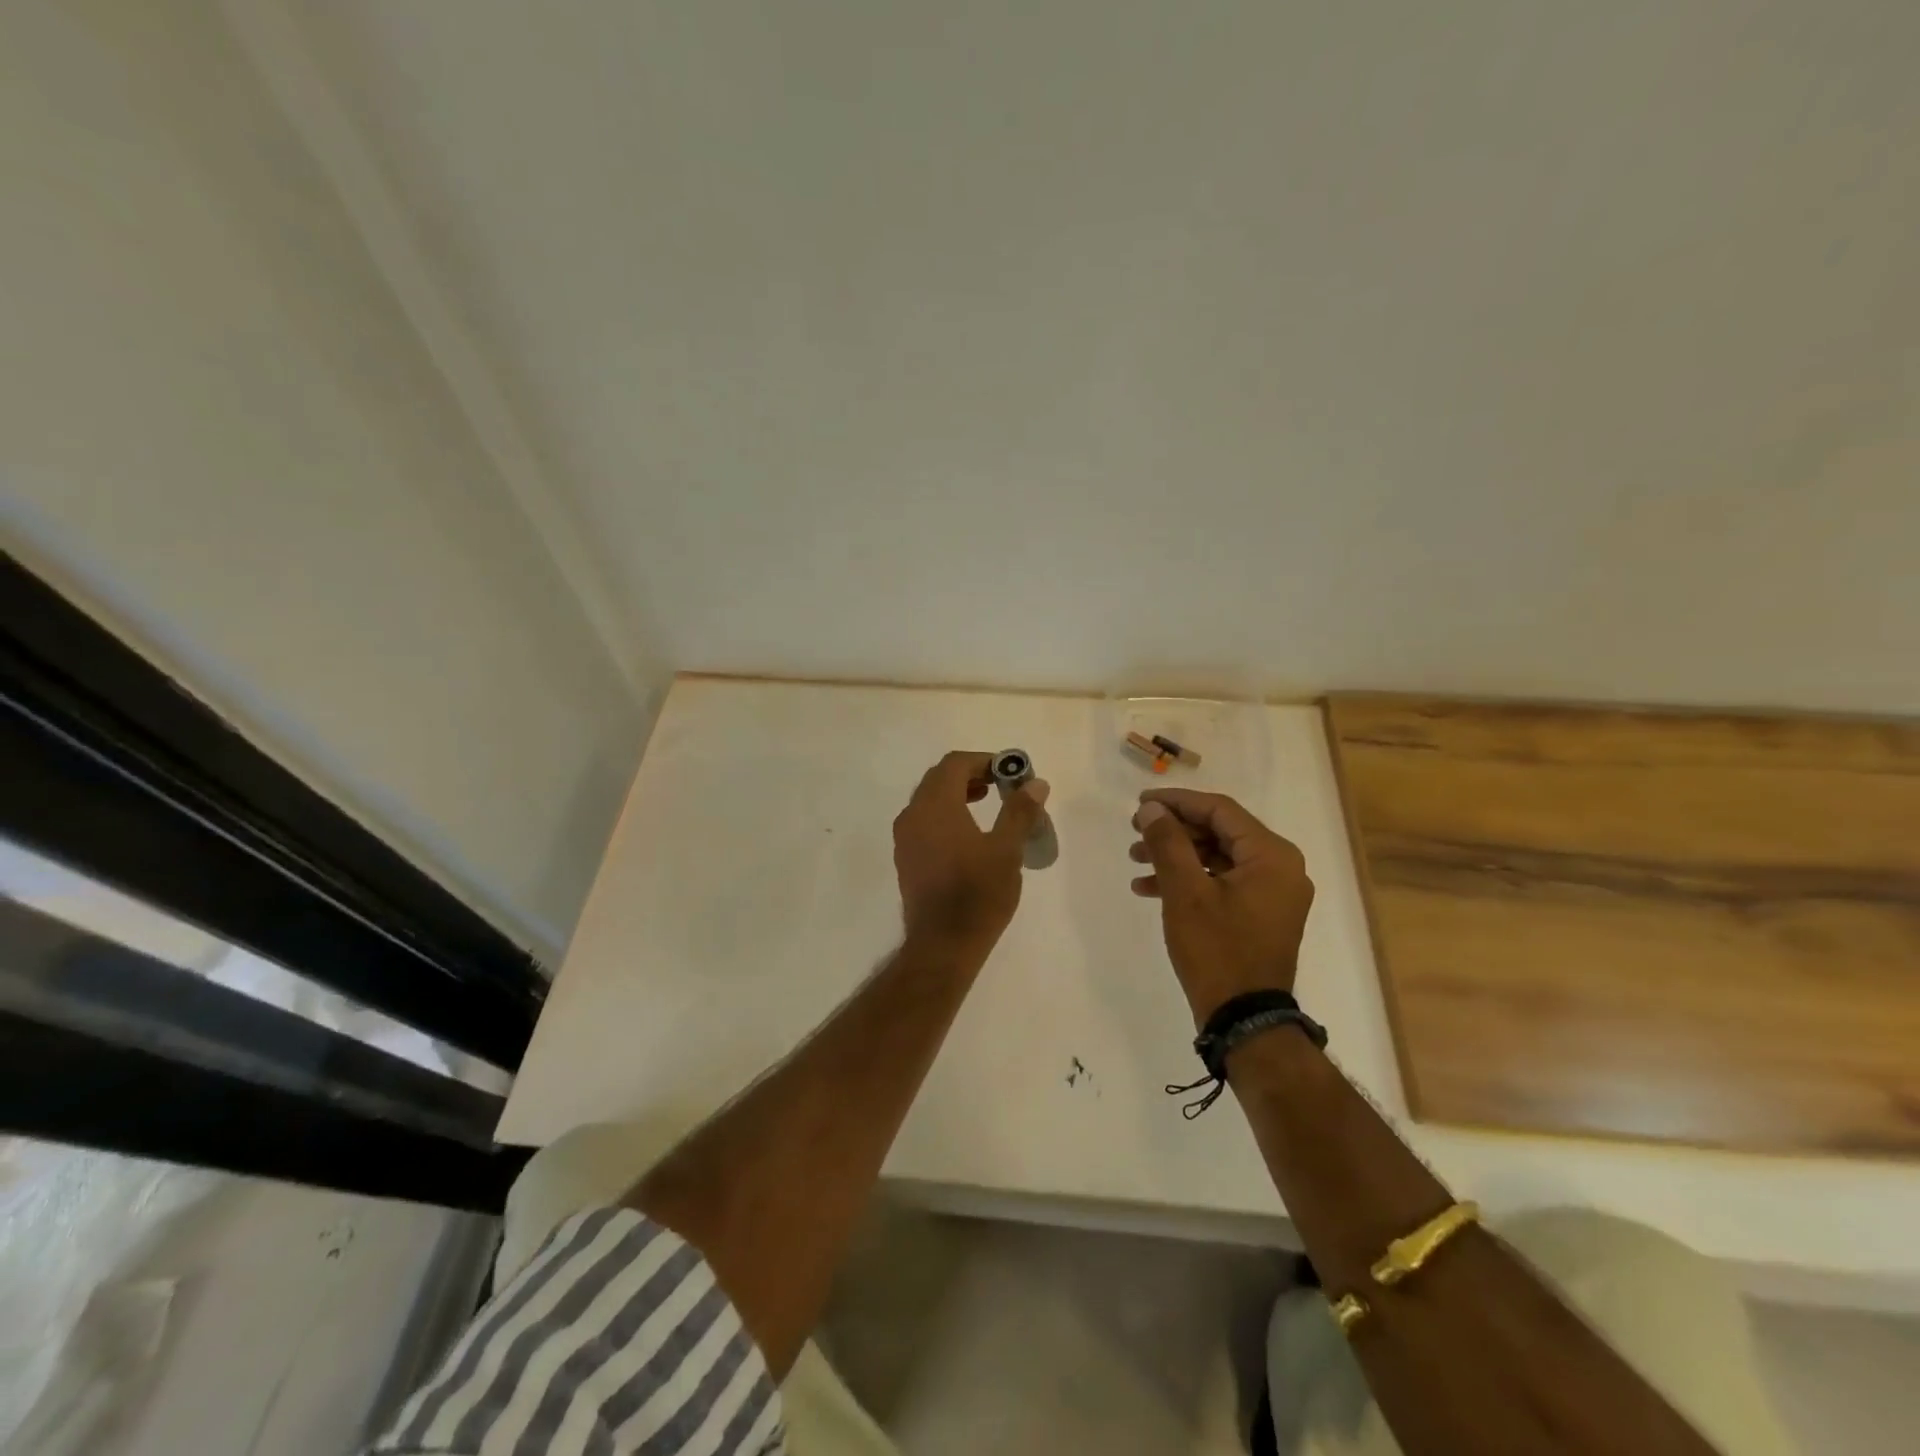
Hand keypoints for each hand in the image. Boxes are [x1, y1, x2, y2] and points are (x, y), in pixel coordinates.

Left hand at [894, 751, 1049, 952]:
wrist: (943, 945)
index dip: (983, 760)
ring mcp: (905, 838)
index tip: (1009, 771)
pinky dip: (945, 814)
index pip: (955, 764)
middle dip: (970, 775)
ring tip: (987, 803)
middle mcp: (913, 815)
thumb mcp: (1007, 850)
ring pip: (928, 800)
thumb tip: (1036, 783)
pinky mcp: (906, 858)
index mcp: (935, 806)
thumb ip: (1020, 811)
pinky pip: (923, 821)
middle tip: (1000, 784)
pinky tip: (968, 834)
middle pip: (938, 778)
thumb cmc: (978, 894)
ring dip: (956, 793)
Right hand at [1129, 788, 1313, 1023]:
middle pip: (1219, 831)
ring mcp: (1272, 893)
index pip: (1220, 810)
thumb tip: (1153, 809)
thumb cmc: (1217, 950)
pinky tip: (1150, 888)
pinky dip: (1189, 880)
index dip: (1177, 802)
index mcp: (1272, 855)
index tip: (1140, 803)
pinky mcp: (1260, 914)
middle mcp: (1280, 867)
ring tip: (1135, 859)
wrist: (1244, 1020)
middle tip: (1135, 831)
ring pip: (1217, 857)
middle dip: (1173, 830)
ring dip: (1176, 855)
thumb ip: (1168, 843)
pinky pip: (1222, 881)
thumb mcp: (1185, 892)